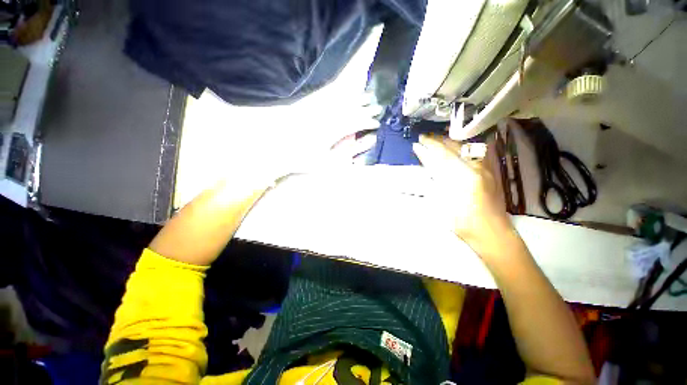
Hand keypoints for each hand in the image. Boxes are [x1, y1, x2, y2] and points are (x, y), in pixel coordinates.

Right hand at [412, 134, 514, 258]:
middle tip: (426, 138)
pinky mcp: (491, 172)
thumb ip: (436, 182)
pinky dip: (464, 148)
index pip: (444, 155)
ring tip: (439, 140)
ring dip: (452, 142)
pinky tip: (459, 148)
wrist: (492, 233)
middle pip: (456, 147)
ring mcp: (487, 169)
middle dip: (440, 141)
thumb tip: (428, 166)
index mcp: (465, 177)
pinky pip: (478, 153)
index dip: (431, 146)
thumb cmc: (464, 222)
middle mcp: (478, 168)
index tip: (420, 140)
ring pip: (468, 147)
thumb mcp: (444, 202)